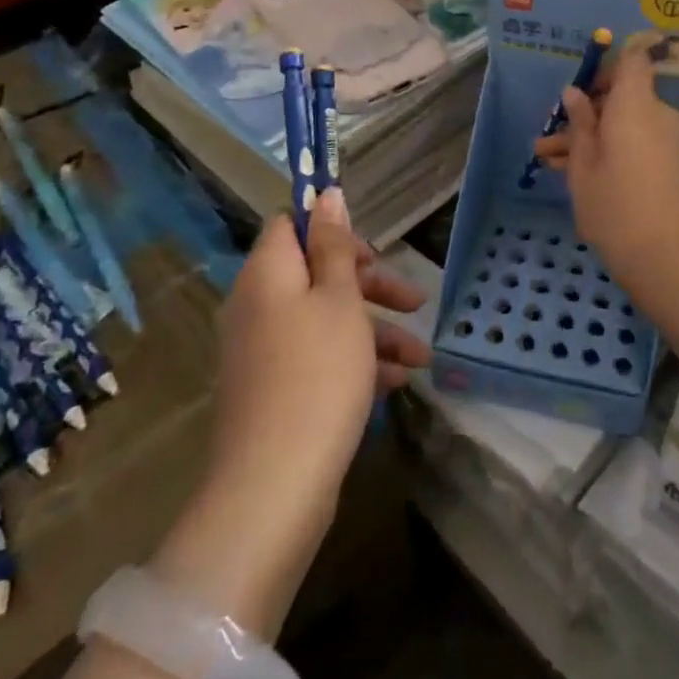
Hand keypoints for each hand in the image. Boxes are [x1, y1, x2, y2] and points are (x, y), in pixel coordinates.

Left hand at [156, 190, 428, 636]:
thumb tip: (325, 194)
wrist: (275, 484)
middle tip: (414, 298)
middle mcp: (258, 306)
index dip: (333, 230)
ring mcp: (263, 352)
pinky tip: (394, 383)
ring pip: (325, 320)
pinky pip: (318, 358)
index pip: (291, 227)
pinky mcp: (274, 390)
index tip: (373, 251)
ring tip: (420, 357)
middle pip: (317, 274)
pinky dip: (356, 363)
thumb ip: (334, 246)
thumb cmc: (318, 373)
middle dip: (371, 285)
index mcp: (267, 275)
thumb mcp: (339, 299)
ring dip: (375, 331)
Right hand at [532, 40, 678, 301]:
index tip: (578, 88)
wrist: (665, 259)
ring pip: (623, 124)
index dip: (605, 67)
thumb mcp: (583, 166)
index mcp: (637, 105)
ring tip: (547, 159)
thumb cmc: (614, 207)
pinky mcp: (669, 164)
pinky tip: (571, 172)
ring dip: (589, 136)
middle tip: (548, 135)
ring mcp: (667, 140)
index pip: (632, 61)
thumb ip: (580, 124)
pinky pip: (635, 142)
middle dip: (584, 112)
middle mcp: (658, 115)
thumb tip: (575, 93)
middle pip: (622, 97)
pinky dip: (609, 150)